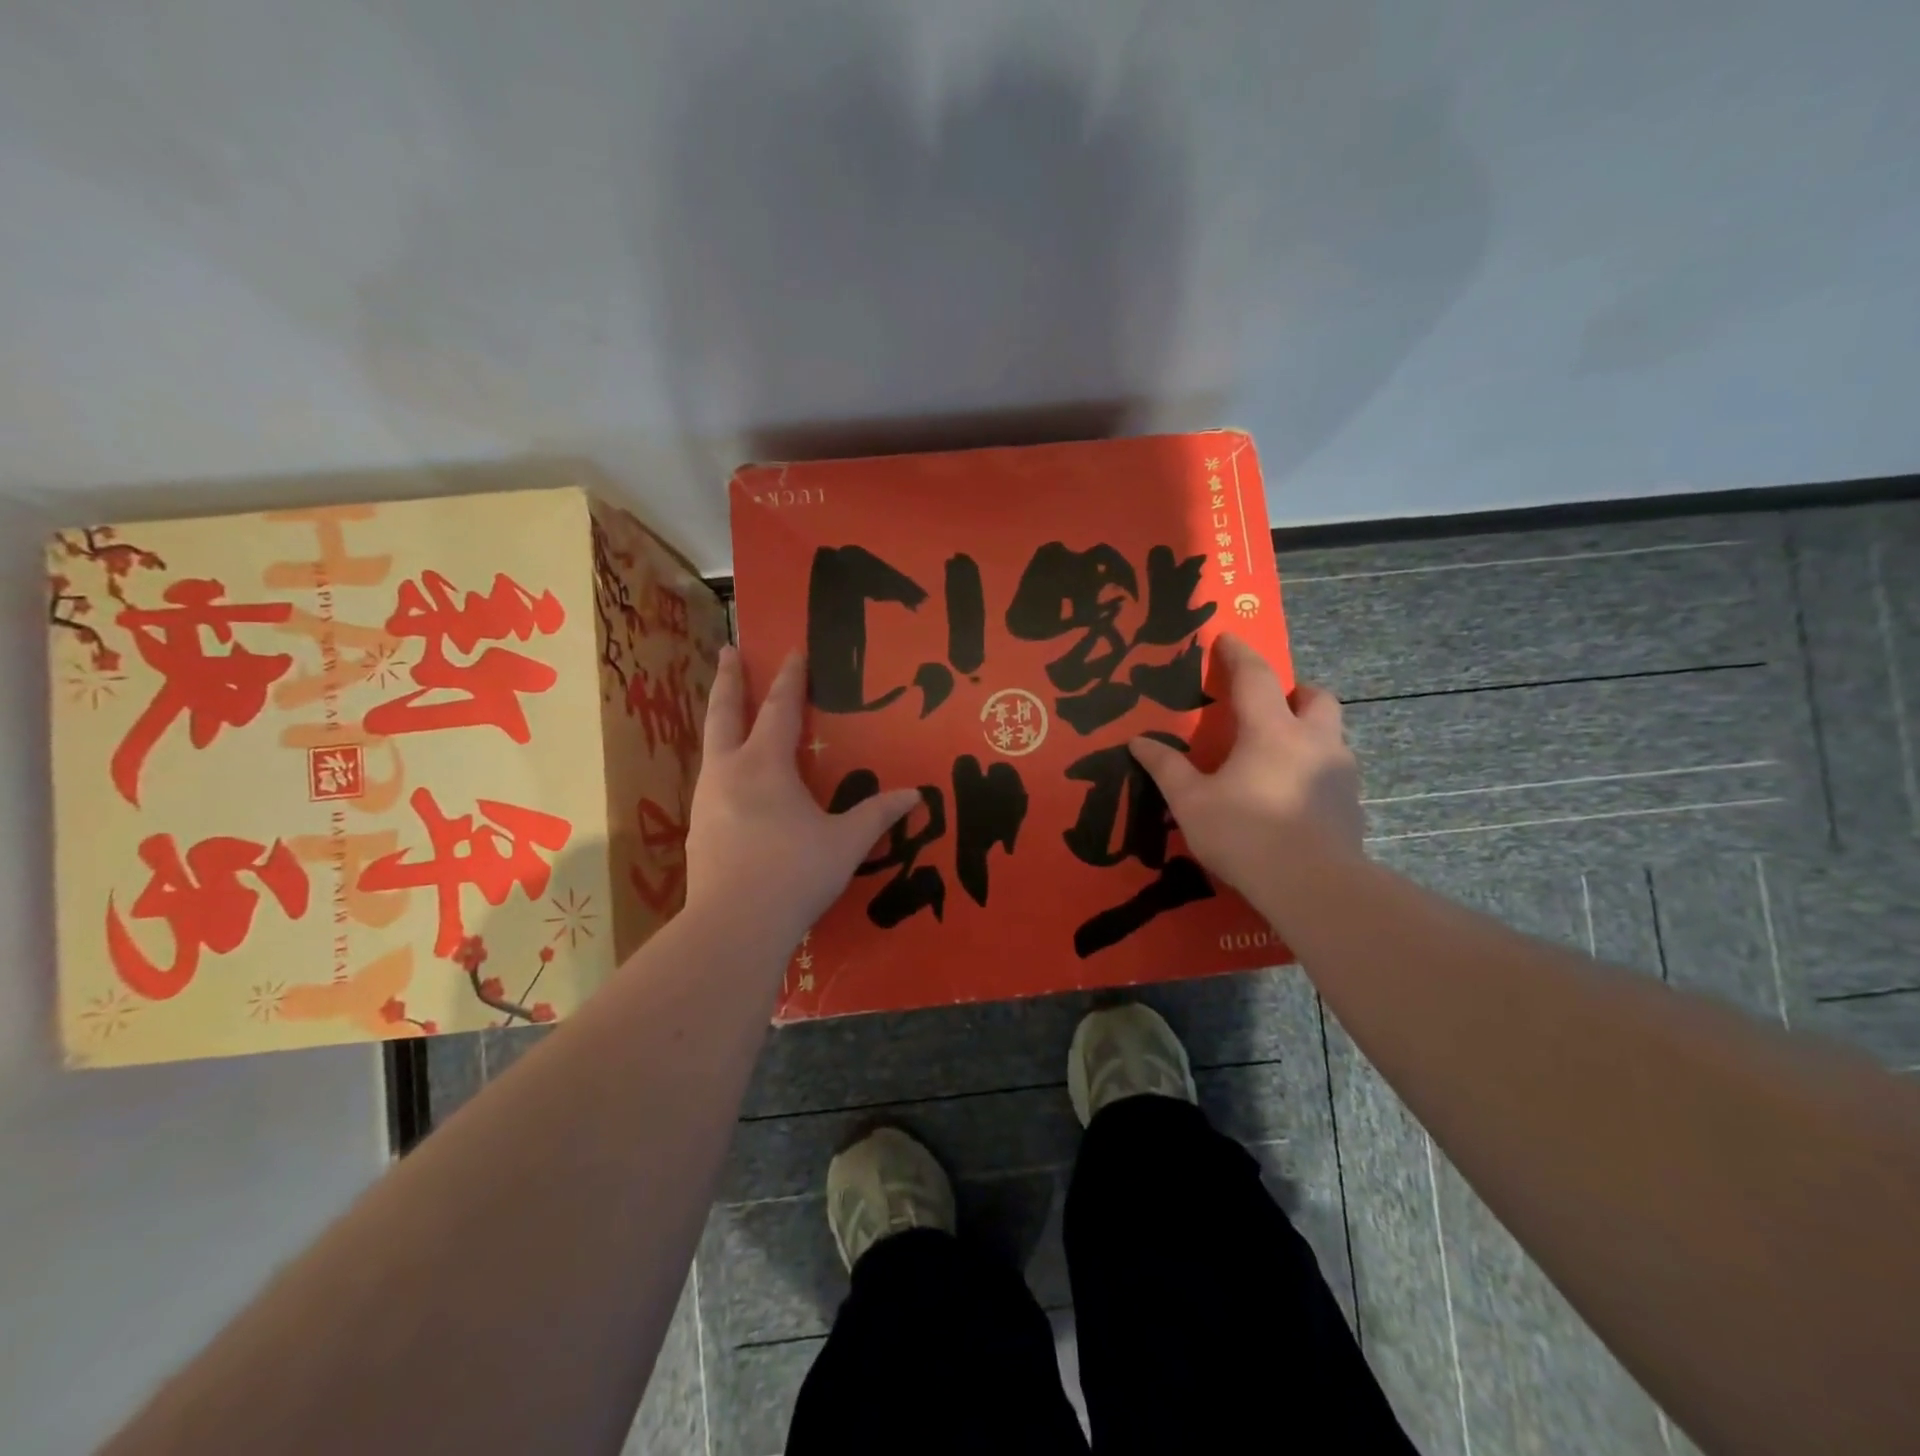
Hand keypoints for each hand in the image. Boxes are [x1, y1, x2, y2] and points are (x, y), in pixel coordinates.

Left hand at [683, 647, 918, 953]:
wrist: (733, 926)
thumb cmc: (794, 873)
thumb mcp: (845, 843)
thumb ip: (878, 814)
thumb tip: (915, 795)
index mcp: (765, 765)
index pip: (779, 708)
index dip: (789, 678)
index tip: (792, 650)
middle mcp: (728, 773)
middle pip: (724, 713)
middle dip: (728, 679)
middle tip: (726, 649)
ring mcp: (707, 802)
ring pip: (711, 747)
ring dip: (721, 722)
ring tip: (729, 716)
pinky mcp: (698, 830)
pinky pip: (711, 782)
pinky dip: (722, 764)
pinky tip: (732, 783)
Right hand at [1129, 634, 1363, 934]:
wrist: (1313, 887)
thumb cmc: (1245, 834)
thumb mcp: (1191, 802)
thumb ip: (1166, 769)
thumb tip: (1139, 742)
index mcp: (1271, 731)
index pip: (1256, 677)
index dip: (1239, 654)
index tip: (1228, 638)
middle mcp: (1313, 741)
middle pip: (1317, 697)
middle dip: (1296, 691)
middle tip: (1272, 705)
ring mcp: (1340, 774)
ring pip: (1332, 734)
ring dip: (1309, 732)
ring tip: (1280, 756)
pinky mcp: (1353, 806)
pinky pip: (1335, 773)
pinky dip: (1316, 771)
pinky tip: (1294, 798)